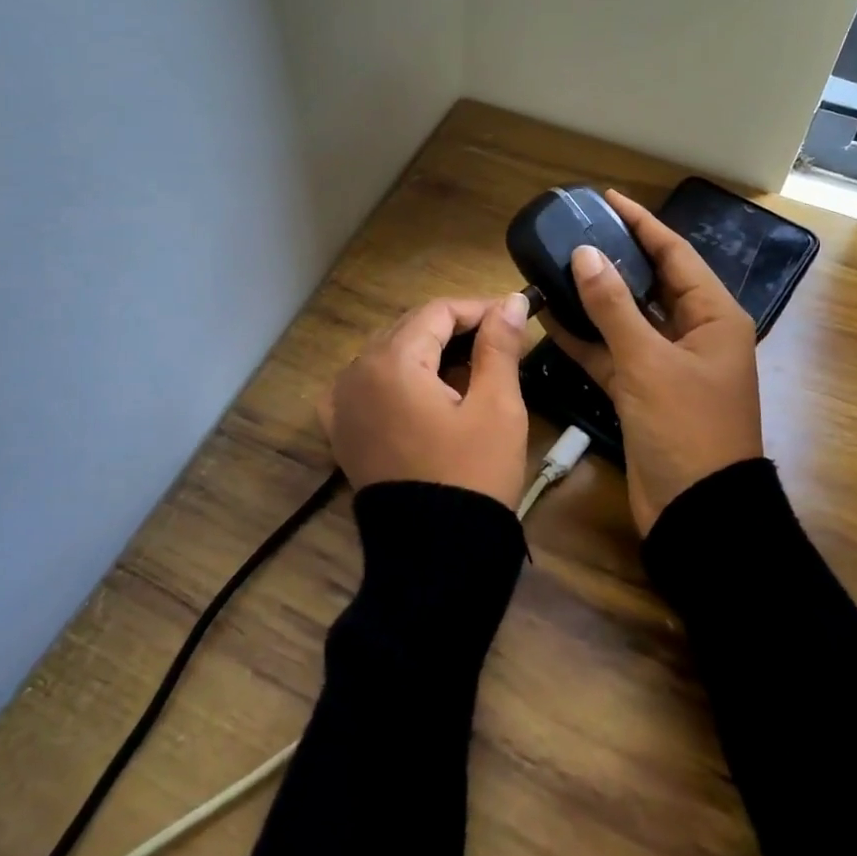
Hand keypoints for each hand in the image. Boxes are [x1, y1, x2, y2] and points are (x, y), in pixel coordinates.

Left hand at [319, 293, 532, 509]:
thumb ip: (499, 346)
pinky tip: (422, 387)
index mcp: (392, 362)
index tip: (514, 314)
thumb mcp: (497, 407)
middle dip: (454, 327)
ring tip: (470, 364)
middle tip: (499, 338)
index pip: (437, 311)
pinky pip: (367, 384)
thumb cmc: (472, 475)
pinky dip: (396, 377)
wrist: (436, 555)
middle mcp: (356, 373)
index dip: (478, 308)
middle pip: (409, 328)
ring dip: (428, 350)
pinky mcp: (342, 430)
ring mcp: (342, 403)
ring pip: (388, 353)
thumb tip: (511, 301)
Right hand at [545, 190, 763, 535]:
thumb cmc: (686, 428)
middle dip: (616, 258)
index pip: (675, 254)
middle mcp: (693, 334)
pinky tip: (552, 320)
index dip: (642, 223)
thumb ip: (614, 307)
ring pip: (627, 319)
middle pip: (651, 283)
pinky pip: (613, 355)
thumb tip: (586, 254)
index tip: (607, 199)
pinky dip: (586, 340)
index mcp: (713, 316)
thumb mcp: (649, 362)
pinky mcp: (643, 392)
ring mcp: (667, 365)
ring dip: (595, 299)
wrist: (697, 512)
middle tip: (576, 232)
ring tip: (557, 268)